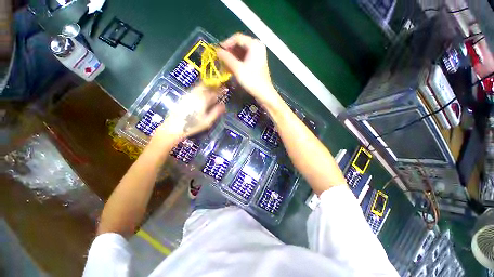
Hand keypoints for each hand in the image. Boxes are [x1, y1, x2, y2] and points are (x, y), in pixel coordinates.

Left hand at [151, 84, 225, 144]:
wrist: (174, 126)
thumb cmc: (193, 125)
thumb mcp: (207, 121)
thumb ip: (216, 112)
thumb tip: (224, 105)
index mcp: (203, 100)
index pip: (214, 92)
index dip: (220, 90)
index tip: (225, 90)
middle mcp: (196, 94)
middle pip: (206, 86)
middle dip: (213, 86)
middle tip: (218, 90)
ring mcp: (189, 94)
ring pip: (199, 86)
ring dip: (207, 87)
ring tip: (211, 92)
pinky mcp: (184, 97)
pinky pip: (194, 90)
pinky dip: (200, 90)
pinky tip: (202, 96)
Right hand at [217, 33, 281, 107]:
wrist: (264, 93)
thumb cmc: (252, 80)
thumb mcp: (237, 68)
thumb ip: (227, 58)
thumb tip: (217, 51)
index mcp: (254, 44)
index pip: (237, 38)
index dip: (226, 43)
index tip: (218, 51)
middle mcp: (257, 47)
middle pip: (240, 45)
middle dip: (229, 52)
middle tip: (221, 59)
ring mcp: (258, 55)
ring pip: (242, 53)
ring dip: (233, 58)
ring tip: (225, 65)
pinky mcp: (257, 63)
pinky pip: (245, 59)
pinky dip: (238, 62)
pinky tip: (231, 68)